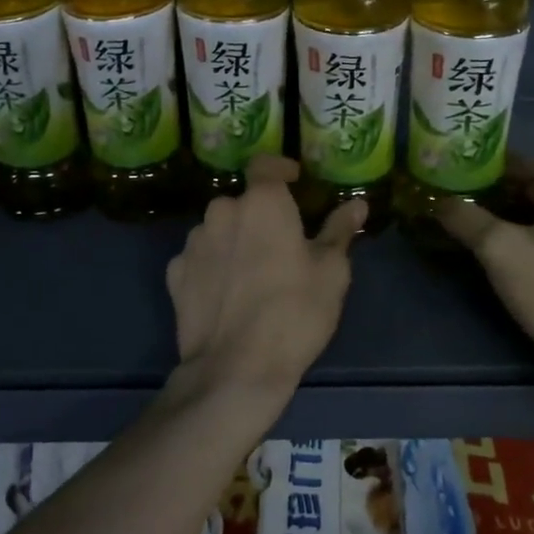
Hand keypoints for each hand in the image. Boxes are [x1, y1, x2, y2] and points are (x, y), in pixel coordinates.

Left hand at [164, 156, 364, 412]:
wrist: (236, 368)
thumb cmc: (294, 312)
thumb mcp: (332, 272)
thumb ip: (340, 230)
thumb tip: (357, 205)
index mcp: (261, 202)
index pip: (265, 165)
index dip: (280, 168)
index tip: (295, 181)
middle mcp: (221, 211)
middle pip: (242, 202)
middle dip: (260, 214)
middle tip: (282, 243)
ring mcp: (193, 243)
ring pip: (219, 229)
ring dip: (235, 239)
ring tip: (254, 272)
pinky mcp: (175, 274)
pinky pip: (200, 258)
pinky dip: (214, 266)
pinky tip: (228, 293)